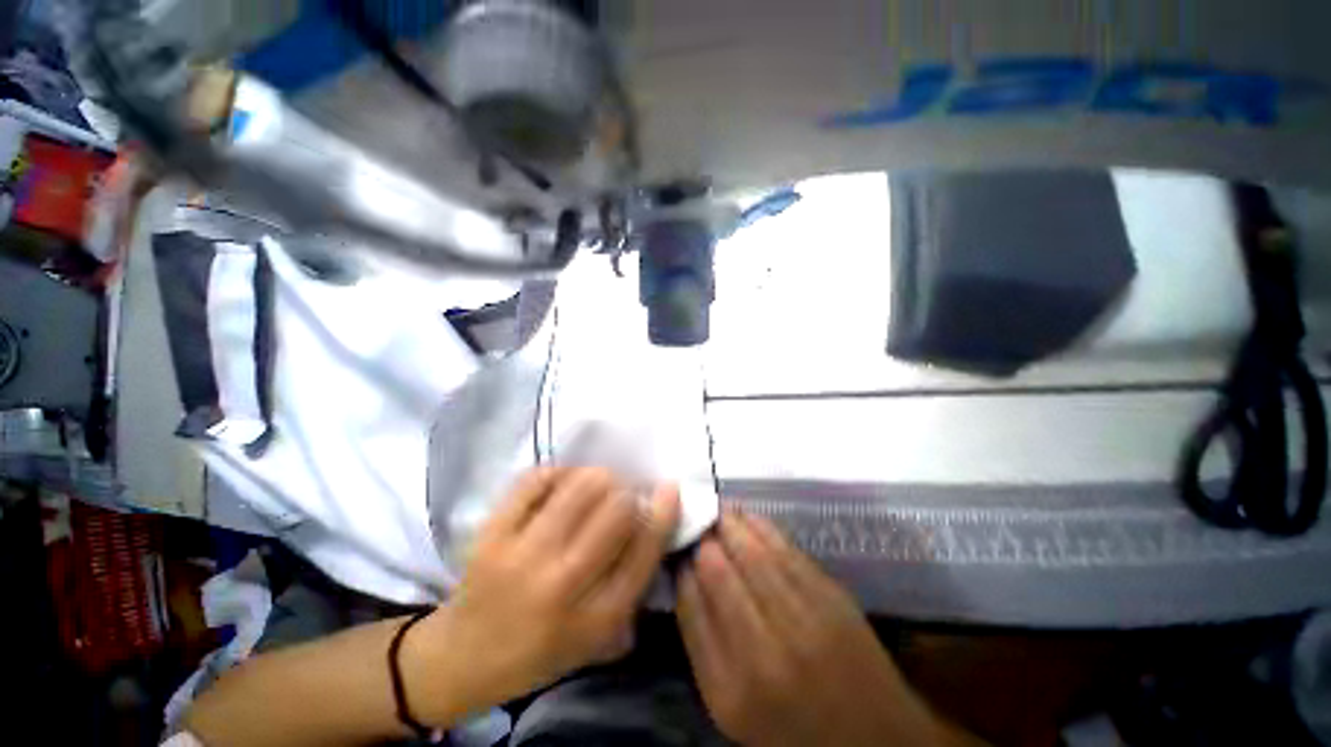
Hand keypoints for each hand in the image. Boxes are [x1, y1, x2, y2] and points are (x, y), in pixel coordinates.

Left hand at [407, 468, 679, 723]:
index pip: (644, 550)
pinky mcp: (491, 535)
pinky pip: (536, 481)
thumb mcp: (599, 639)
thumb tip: (655, 520)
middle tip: (625, 490)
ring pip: (580, 487)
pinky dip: (557, 472)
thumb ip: (633, 587)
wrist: (463, 658)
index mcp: (596, 618)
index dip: (663, 511)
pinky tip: (561, 481)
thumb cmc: (541, 651)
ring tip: (596, 482)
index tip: (669, 488)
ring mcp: (522, 556)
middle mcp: (562, 584)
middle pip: (617, 509)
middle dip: (629, 491)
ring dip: (598, 476)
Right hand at [677, 512, 971, 746]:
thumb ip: (702, 639)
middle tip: (698, 524)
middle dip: (703, 539)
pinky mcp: (833, 598)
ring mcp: (805, 621)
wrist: (872, 738)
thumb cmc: (789, 725)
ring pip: (752, 553)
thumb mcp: (730, 704)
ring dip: (730, 525)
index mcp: (730, 688)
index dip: (682, 567)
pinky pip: (786, 550)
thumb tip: (687, 575)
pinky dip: (761, 527)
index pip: (691, 604)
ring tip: (719, 513)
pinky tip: (748, 518)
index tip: (680, 550)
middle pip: (718, 571)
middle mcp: (765, 652)